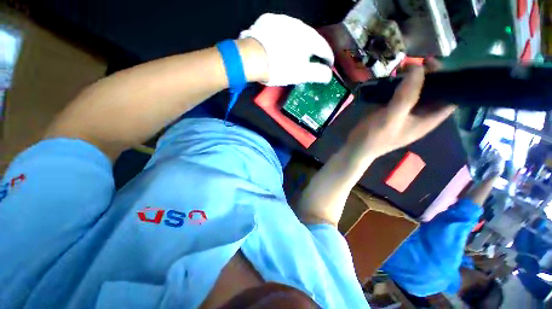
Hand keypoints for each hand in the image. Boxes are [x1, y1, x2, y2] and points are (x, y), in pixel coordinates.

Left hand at [239, 13, 333, 85]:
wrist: (252, 57)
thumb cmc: (279, 68)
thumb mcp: (300, 74)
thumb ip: (317, 73)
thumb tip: (328, 75)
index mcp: (307, 38)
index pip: (323, 47)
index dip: (327, 56)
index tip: (329, 64)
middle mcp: (297, 24)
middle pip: (310, 38)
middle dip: (313, 49)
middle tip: (312, 60)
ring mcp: (281, 20)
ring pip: (295, 31)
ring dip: (298, 41)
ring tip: (296, 52)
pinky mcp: (267, 20)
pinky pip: (280, 28)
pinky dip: (284, 37)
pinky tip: (280, 43)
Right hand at [345, 65, 455, 165]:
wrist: (356, 147)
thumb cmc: (376, 136)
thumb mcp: (392, 116)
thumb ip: (407, 94)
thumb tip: (418, 67)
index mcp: (427, 120)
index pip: (450, 99)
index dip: (451, 82)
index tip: (437, 66)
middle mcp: (420, 116)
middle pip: (434, 93)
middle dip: (429, 77)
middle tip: (417, 63)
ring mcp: (405, 114)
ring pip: (416, 93)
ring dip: (412, 80)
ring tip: (403, 68)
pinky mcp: (391, 112)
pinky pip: (400, 96)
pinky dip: (399, 86)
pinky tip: (392, 79)